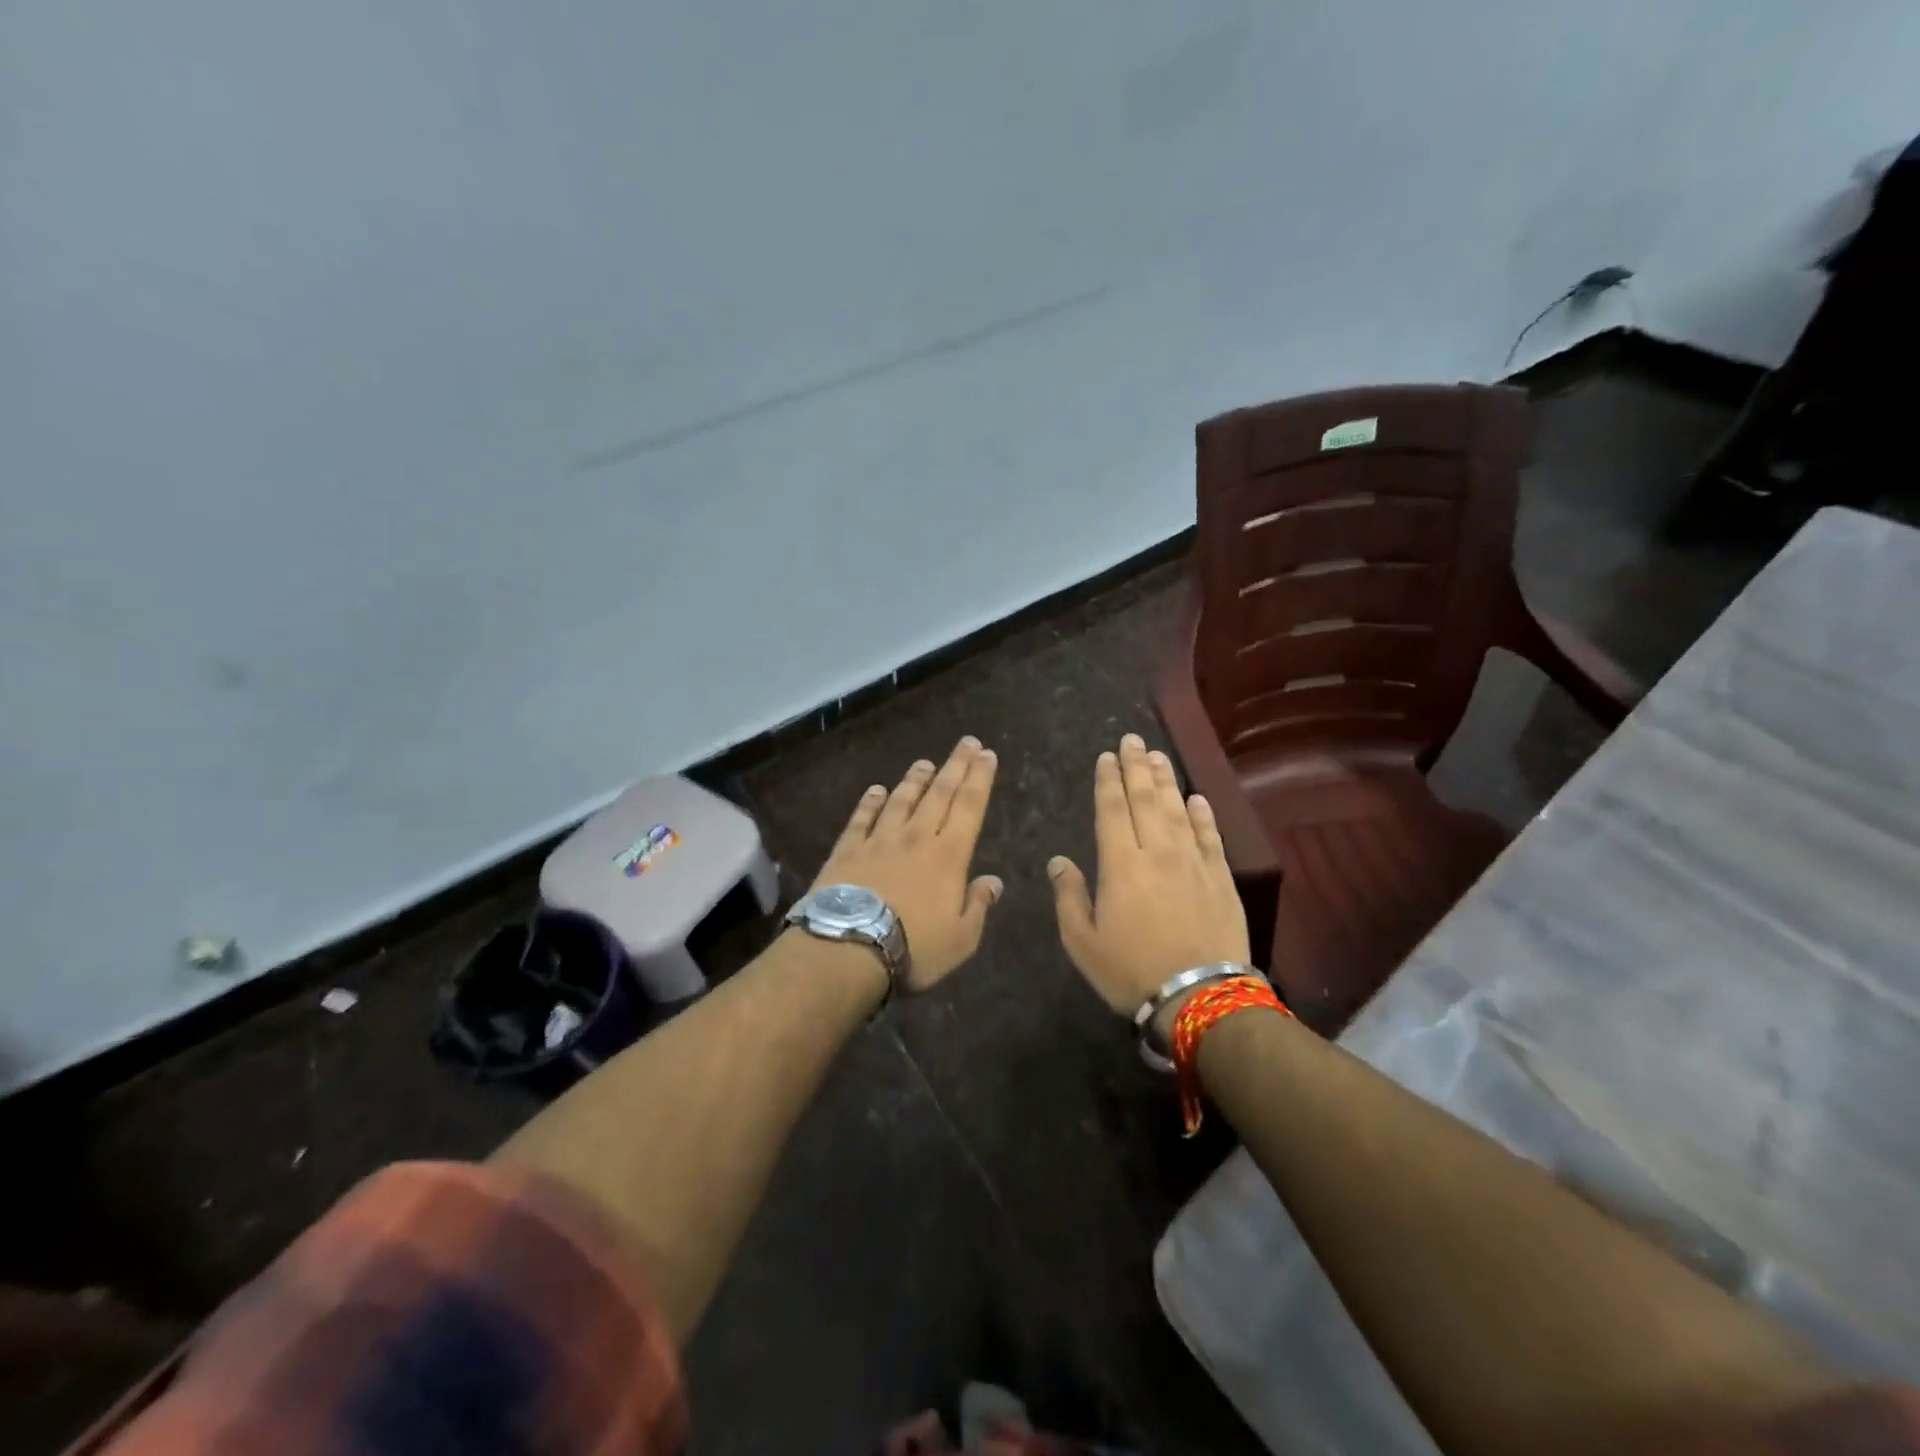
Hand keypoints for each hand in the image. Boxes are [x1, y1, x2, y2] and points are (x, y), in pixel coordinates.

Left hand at [811, 737, 1002, 991]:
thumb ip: (978, 905)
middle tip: (967, 742)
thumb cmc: (914, 948)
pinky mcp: (847, 850)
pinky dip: (870, 802)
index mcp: (948, 856)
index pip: (969, 807)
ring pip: (901, 800)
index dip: (980, 778)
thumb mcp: (961, 938)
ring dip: (915, 780)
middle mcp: (916, 837)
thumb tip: (994, 881)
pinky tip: (876, 790)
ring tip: (924, 762)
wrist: (847, 948)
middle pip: (939, 794)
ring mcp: (879, 840)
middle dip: (956, 766)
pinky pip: (862, 818)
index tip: (987, 754)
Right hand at [1047, 734, 1250, 1015]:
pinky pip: (1210, 835)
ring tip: (1157, 756)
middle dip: (1136, 767)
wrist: (1200, 997)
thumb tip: (1059, 861)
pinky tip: (1196, 798)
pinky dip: (1203, 814)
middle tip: (1132, 740)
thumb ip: (1069, 897)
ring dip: (1166, 780)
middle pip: (1145, 799)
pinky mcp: (1220, 877)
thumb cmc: (1131, 971)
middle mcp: (1157, 851)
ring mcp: (1193, 862)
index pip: (1112, 810)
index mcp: (1120, 864)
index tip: (1107, 757)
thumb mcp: (1083, 942)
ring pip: (1177, 809)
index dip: (1108, 780)